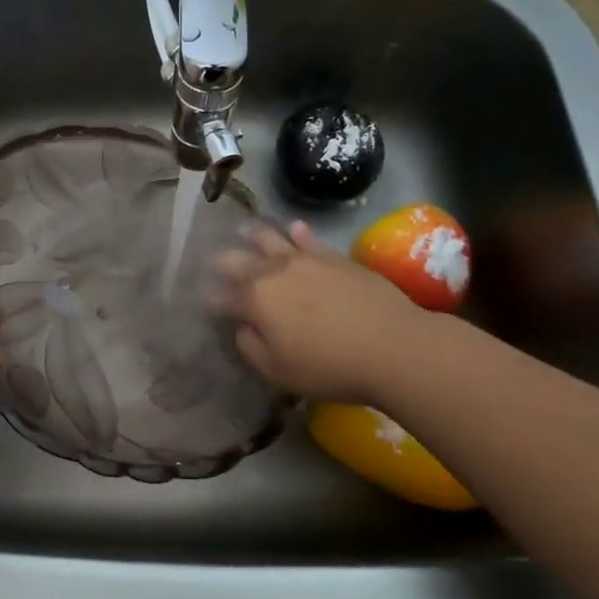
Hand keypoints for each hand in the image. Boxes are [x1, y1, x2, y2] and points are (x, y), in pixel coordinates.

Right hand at [211, 221, 423, 404]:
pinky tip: (293, 228)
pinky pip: (308, 239)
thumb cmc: (329, 366)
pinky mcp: (334, 257)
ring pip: (270, 238)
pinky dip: (296, 232)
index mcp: (254, 300)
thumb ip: (250, 348)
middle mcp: (273, 272)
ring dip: (252, 234)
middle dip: (222, 261)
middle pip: (238, 260)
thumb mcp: (277, 371)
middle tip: (213, 260)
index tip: (205, 303)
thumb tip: (242, 328)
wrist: (393, 345)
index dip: (210, 301)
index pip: (221, 298)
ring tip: (243, 228)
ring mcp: (305, 260)